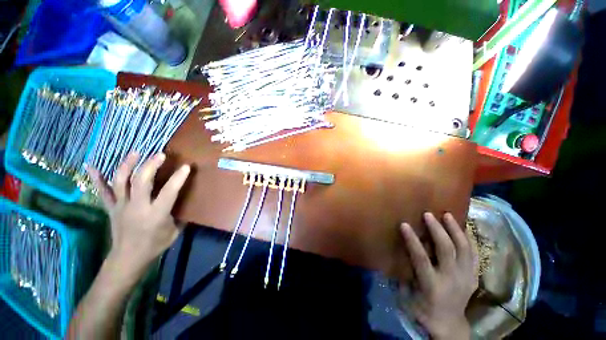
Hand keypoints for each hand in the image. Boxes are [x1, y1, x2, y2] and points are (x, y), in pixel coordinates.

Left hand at [87, 152, 190, 279]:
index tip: (186, 167)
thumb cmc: (155, 246)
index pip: (169, 192)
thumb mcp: (174, 231)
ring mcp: (121, 206)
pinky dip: (96, 178)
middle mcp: (137, 207)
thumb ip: (179, 215)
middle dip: (150, 165)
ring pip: (121, 181)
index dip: (178, 178)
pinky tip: (91, 165)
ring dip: (127, 165)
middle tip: (160, 155)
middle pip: (141, 181)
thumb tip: (187, 203)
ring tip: (135, 153)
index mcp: (156, 214)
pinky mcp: (111, 208)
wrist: (128, 259)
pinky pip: (102, 192)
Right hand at [399, 213, 477, 339]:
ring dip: (455, 230)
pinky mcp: (474, 276)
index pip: (421, 258)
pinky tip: (464, 227)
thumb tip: (396, 253)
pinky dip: (469, 239)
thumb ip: (403, 273)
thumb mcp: (408, 295)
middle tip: (428, 214)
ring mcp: (466, 277)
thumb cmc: (423, 309)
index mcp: (432, 284)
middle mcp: (452, 279)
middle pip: (447, 250)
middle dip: (437, 230)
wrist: (449, 324)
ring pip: (465, 249)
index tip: (404, 224)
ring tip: (448, 215)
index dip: (412, 240)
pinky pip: (474, 254)